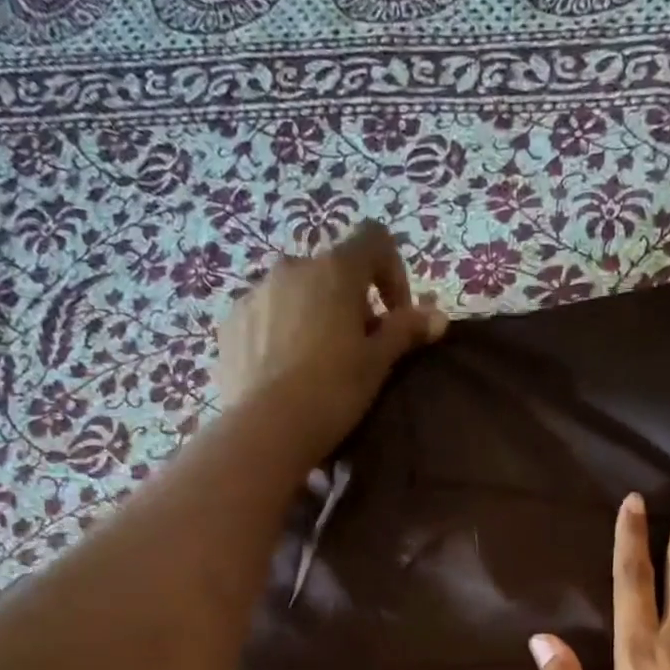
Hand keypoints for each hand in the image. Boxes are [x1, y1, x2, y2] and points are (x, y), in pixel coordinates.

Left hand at [214, 221, 446, 460]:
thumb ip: (405, 331)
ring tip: (317, 364)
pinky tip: (285, 373)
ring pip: (296, 293)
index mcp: (335, 269)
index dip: (392, 272)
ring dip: (313, 315)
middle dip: (350, 302)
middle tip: (357, 349)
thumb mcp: (377, 363)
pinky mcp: (231, 322)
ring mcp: (256, 292)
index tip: (395, 316)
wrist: (266, 429)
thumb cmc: (333, 391)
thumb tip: (438, 316)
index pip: (374, 240)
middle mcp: (292, 267)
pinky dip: (280, 333)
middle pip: (332, 271)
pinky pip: (265, 316)